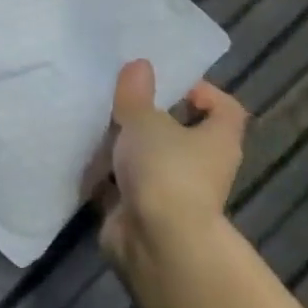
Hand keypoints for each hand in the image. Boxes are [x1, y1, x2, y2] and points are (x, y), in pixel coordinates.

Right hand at [95, 60, 248, 279]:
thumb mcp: (145, 121)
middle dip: (151, 118)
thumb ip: (136, 93)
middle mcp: (203, 167)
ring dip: (125, 147)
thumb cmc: (165, 170)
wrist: (156, 243)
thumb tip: (139, 65)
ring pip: (149, 160)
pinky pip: (123, 185)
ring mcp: (173, 193)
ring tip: (94, 124)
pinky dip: (106, 175)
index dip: (203, 92)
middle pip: (182, 134)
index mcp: (218, 140)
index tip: (169, 82)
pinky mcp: (143, 213)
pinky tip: (82, 158)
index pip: (225, 109)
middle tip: (119, 99)